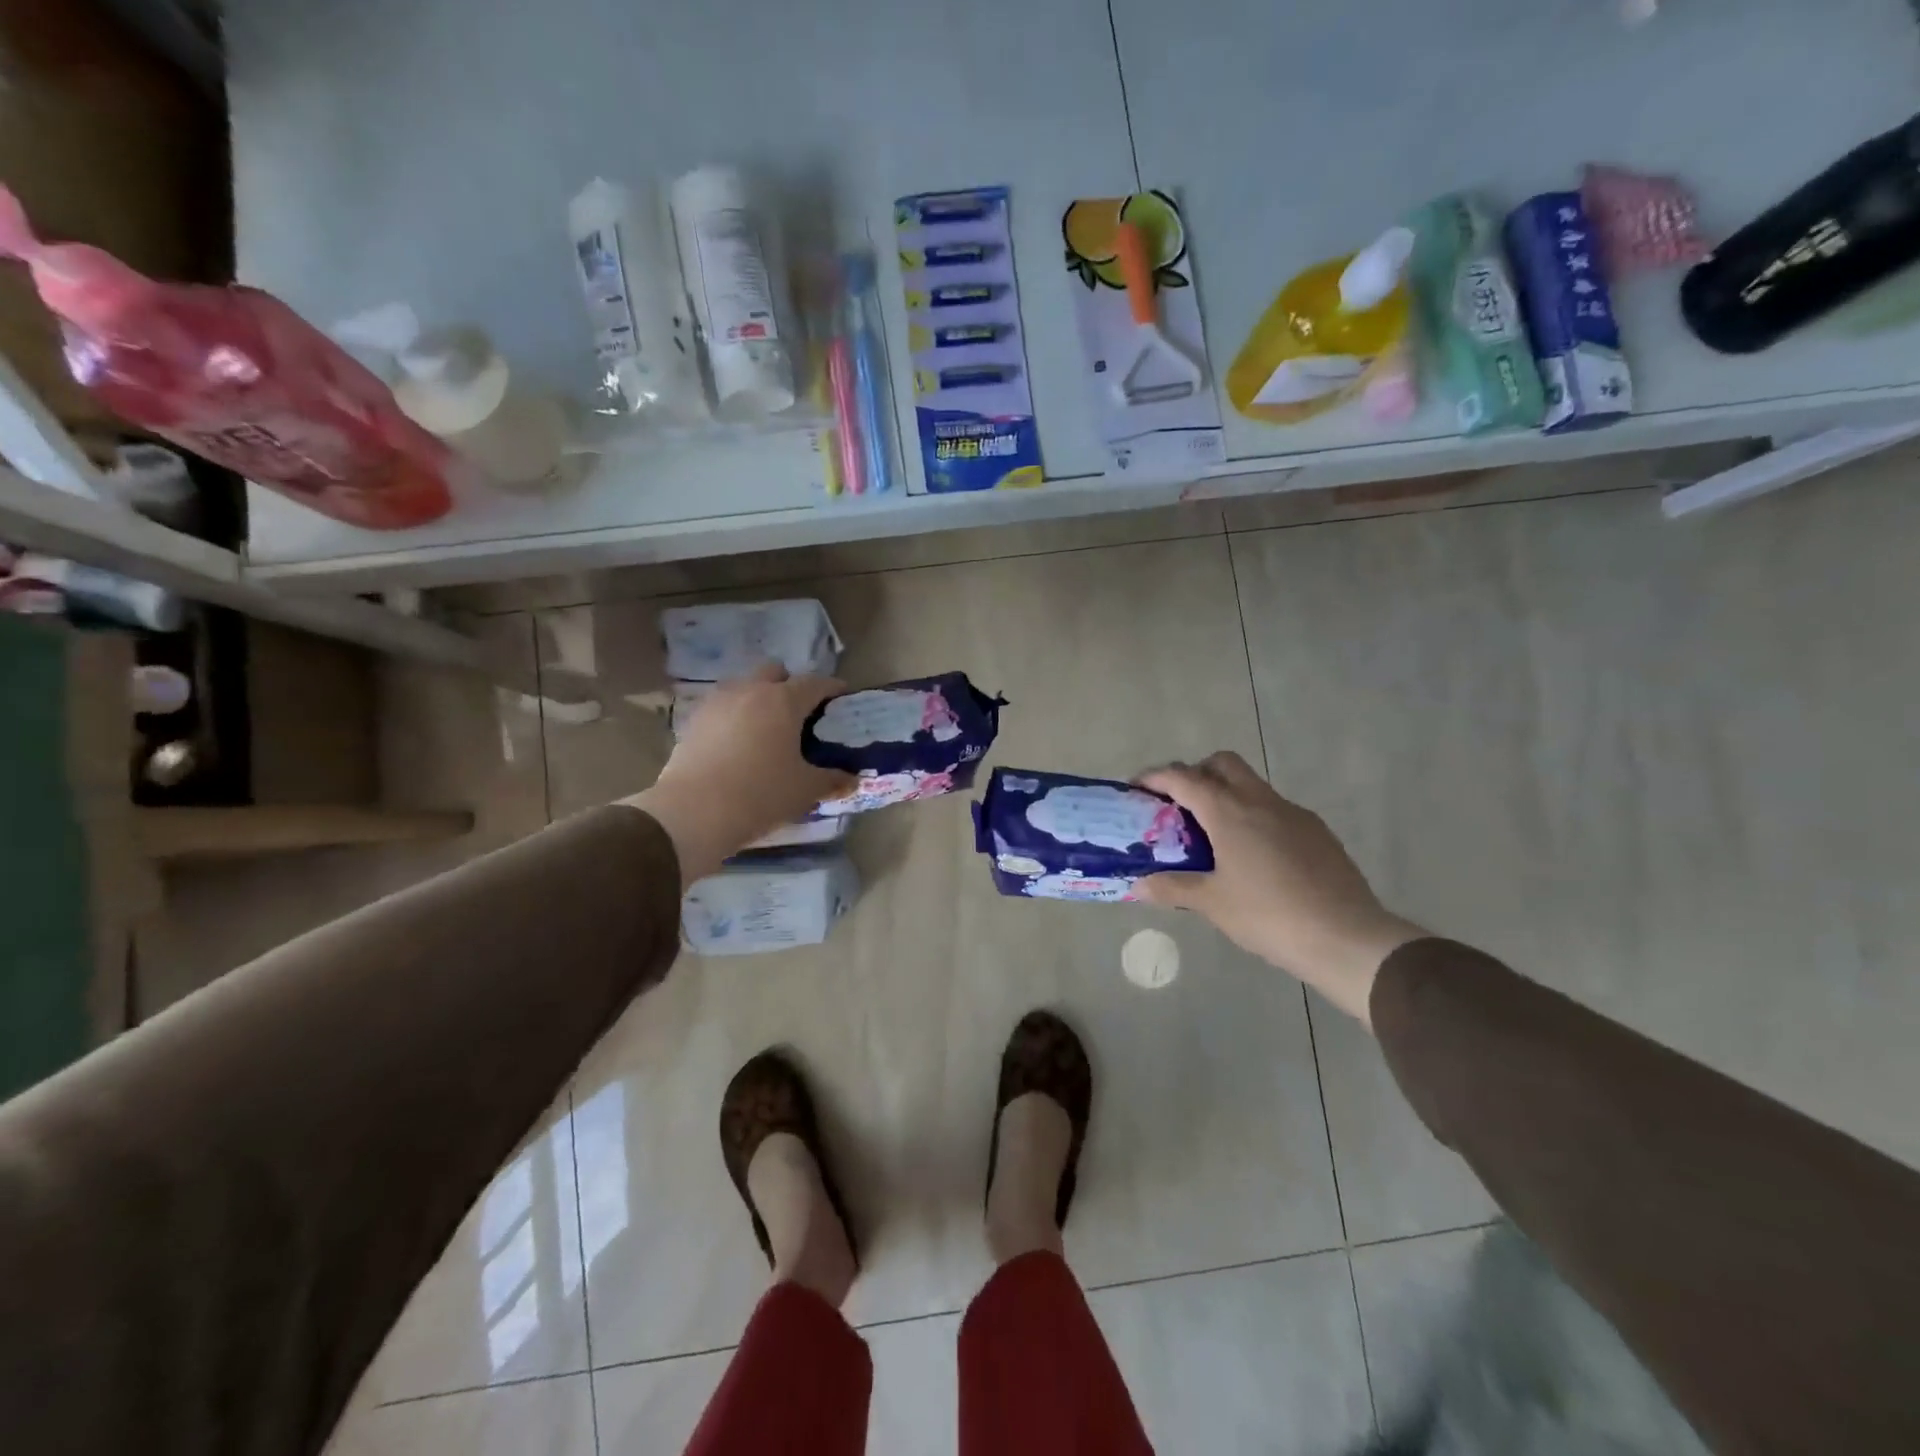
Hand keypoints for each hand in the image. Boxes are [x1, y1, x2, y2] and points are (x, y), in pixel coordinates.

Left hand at [622, 664, 853, 884]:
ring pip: (743, 686)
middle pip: (774, 671)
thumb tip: (853, 779)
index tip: (841, 700)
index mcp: (783, 701)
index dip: (832, 689)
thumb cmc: (761, 794)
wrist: (693, 812)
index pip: (815, 683)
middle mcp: (750, 691)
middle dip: (789, 685)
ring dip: (758, 698)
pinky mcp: (692, 722)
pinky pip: (721, 708)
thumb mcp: (805, 790)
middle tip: (800, 714)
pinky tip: (738, 744)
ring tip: (767, 730)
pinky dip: (734, 717)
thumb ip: (832, 779)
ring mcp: (717, 703)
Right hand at [1136, 752, 1423, 1023]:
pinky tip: (1253, 856)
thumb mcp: (1212, 904)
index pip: (1183, 777)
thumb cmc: (1269, 916)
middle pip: (1222, 763)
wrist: (1347, 937)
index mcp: (1229, 812)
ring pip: (1252, 784)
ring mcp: (1293, 813)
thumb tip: (1138, 885)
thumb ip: (1172, 888)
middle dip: (1195, 773)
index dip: (1155, 777)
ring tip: (1212, 835)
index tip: (1136, 788)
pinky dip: (1254, 816)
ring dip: (1226, 794)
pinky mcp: (1316, 831)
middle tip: (1179, 805)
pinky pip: (1275, 809)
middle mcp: (1260, 801)